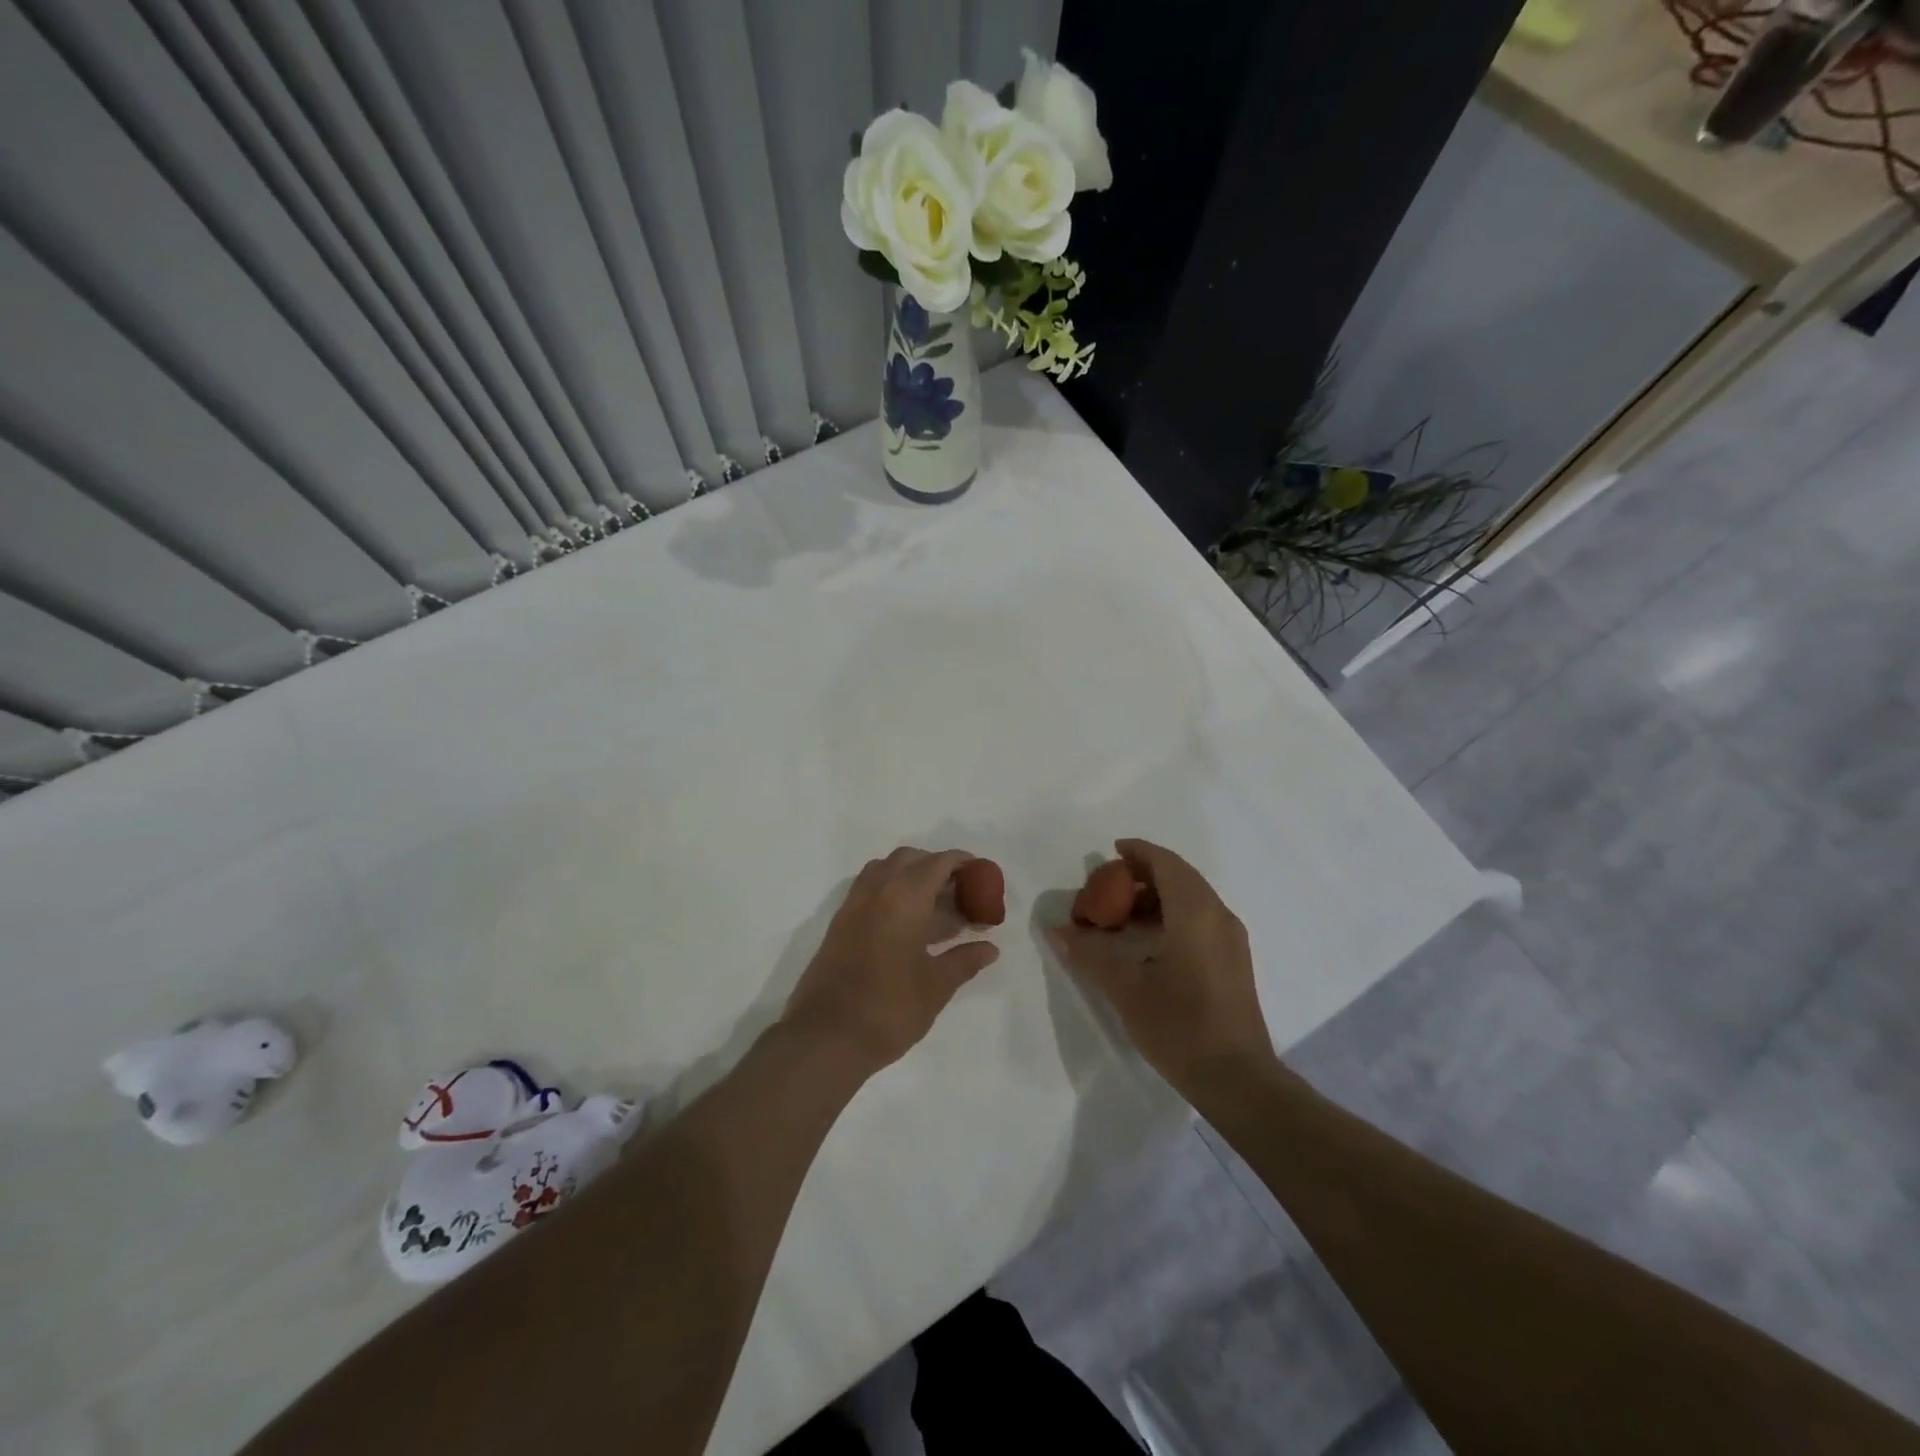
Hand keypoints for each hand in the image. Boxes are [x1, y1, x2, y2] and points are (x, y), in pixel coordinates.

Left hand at [782, 848, 999, 1072]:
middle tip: (960, 893)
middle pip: (910, 859)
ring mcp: (853, 905)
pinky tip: (908, 924)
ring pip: (885, 870)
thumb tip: (990, 949)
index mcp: (904, 897)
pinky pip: (869, 890)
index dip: (963, 864)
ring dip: (911, 877)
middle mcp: (876, 890)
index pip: (938, 863)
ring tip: (935, 908)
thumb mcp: (936, 986)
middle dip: (936, 867)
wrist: (826, 1038)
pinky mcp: (839, 923)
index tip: (982, 876)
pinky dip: (891, 892)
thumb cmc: (889, 1009)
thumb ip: (965, 961)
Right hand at [1048, 838, 1273, 1091]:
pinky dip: (1170, 915)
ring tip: (1119, 918)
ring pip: (1191, 898)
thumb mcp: (1126, 990)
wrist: (1238, 1080)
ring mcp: (1230, 939)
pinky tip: (1145, 942)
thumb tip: (1058, 930)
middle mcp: (1218, 916)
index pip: (1166, 863)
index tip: (1110, 852)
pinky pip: (1199, 918)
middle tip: (1107, 889)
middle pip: (1179, 877)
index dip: (1138, 852)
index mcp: (1195, 913)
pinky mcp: (1233, 960)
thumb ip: (1090, 954)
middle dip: (1142, 875)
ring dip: (1155, 898)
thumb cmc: (1180, 1027)